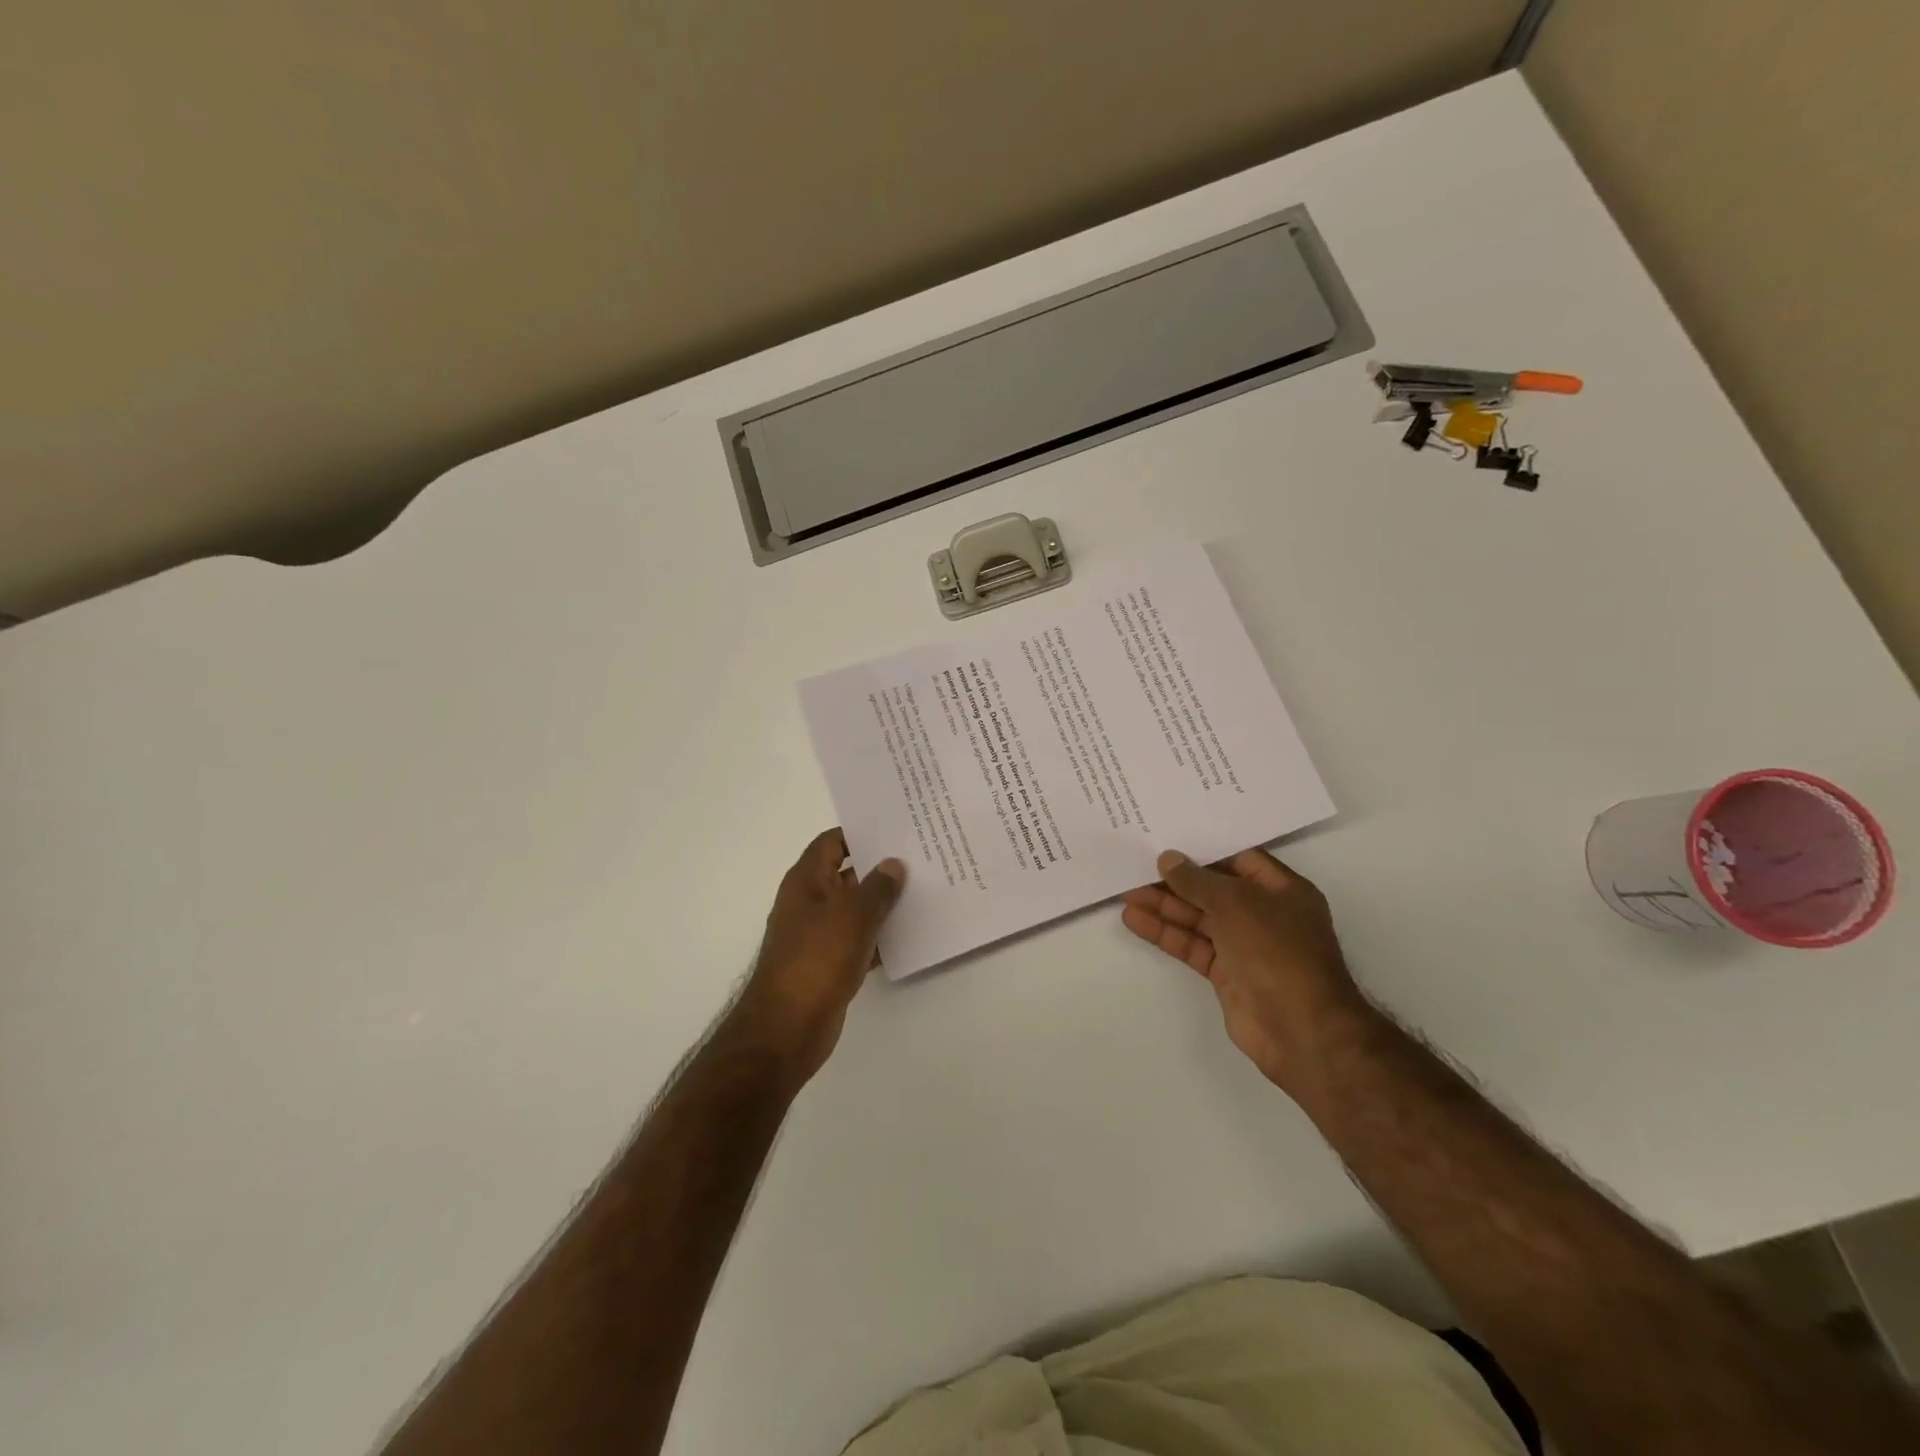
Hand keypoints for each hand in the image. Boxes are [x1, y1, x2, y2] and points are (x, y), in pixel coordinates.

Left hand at [732, 829, 905, 1086]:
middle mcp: (809, 902)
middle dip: (880, 868)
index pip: (832, 842)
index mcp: (806, 881)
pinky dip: (880, 936)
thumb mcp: (852, 916)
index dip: (861, 833)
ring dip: (884, 903)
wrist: (787, 1028)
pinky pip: (859, 940)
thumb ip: (877, 887)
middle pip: (847, 874)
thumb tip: (893, 864)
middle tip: (921, 858)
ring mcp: (818, 935)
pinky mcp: (828, 963)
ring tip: (925, 892)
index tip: (896, 830)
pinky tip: (911, 935)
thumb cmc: (816, 960)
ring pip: (856, 909)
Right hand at [1122, 848, 1368, 1091]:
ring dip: (1164, 906)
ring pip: (1198, 918)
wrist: (1300, 1029)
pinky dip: (1165, 933)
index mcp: (1282, 890)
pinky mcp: (1226, 973)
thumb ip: (1198, 881)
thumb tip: (1168, 859)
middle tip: (1136, 866)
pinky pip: (1191, 945)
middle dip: (1176, 880)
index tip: (1166, 840)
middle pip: (1213, 889)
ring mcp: (1244, 945)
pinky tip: (1135, 920)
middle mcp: (1264, 914)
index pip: (1238, 859)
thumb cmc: (1278, 952)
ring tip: (1126, 892)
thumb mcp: (1237, 904)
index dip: (1203, 849)